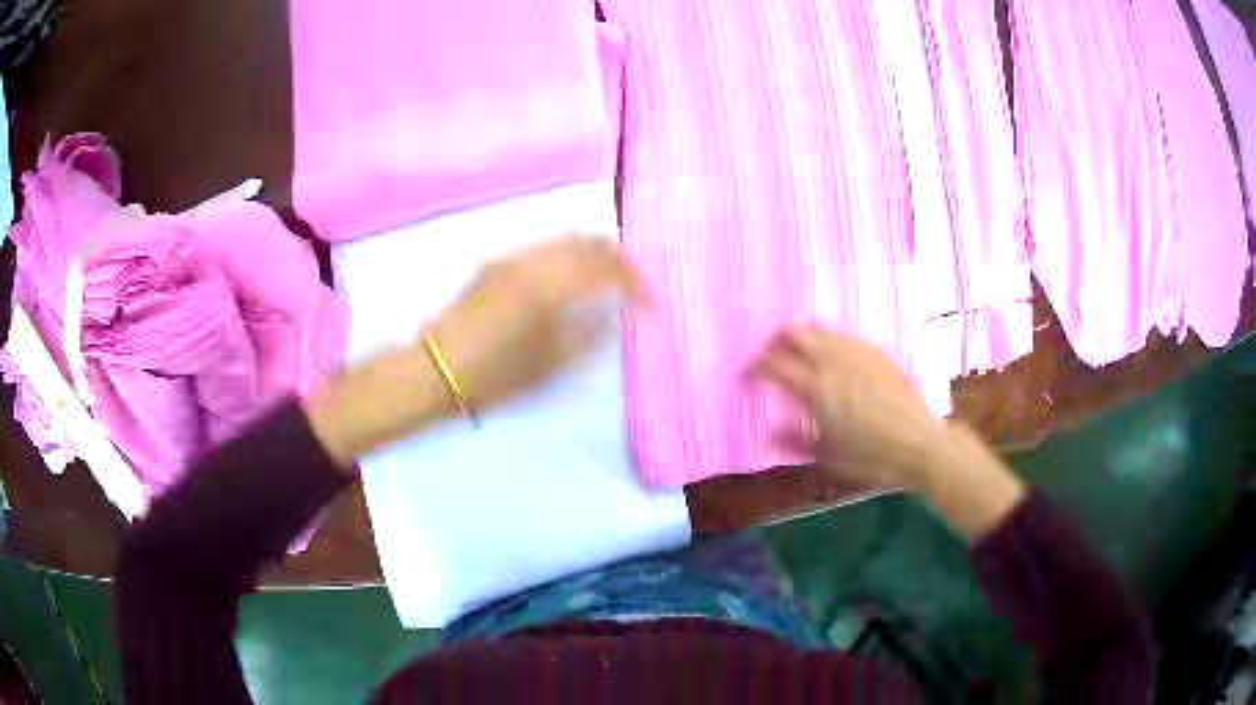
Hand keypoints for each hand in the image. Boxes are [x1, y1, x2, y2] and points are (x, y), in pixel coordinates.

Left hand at [428, 235, 648, 412]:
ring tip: (606, 281)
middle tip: (632, 284)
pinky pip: (544, 249)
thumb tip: (612, 315)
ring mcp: (511, 259)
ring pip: (564, 240)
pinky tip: (571, 281)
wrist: (437, 369)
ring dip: (591, 253)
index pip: (606, 267)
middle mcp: (532, 262)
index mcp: (549, 287)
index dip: (634, 282)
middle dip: (616, 257)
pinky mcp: (497, 265)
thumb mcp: (551, 366)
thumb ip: (589, 335)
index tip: (648, 304)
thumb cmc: (496, 376)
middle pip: (586, 240)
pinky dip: (568, 256)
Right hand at [755, 327, 946, 490]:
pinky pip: (846, 335)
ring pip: (821, 329)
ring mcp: (858, 353)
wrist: (921, 444)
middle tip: (770, 354)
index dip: (755, 366)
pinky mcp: (877, 352)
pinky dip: (830, 338)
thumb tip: (768, 432)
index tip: (747, 374)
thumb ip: (794, 441)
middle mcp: (834, 362)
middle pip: (795, 334)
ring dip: (803, 335)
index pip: (774, 366)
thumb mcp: (827, 457)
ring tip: (798, 348)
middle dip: (776, 341)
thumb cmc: (872, 457)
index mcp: (816, 389)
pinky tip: (832, 349)